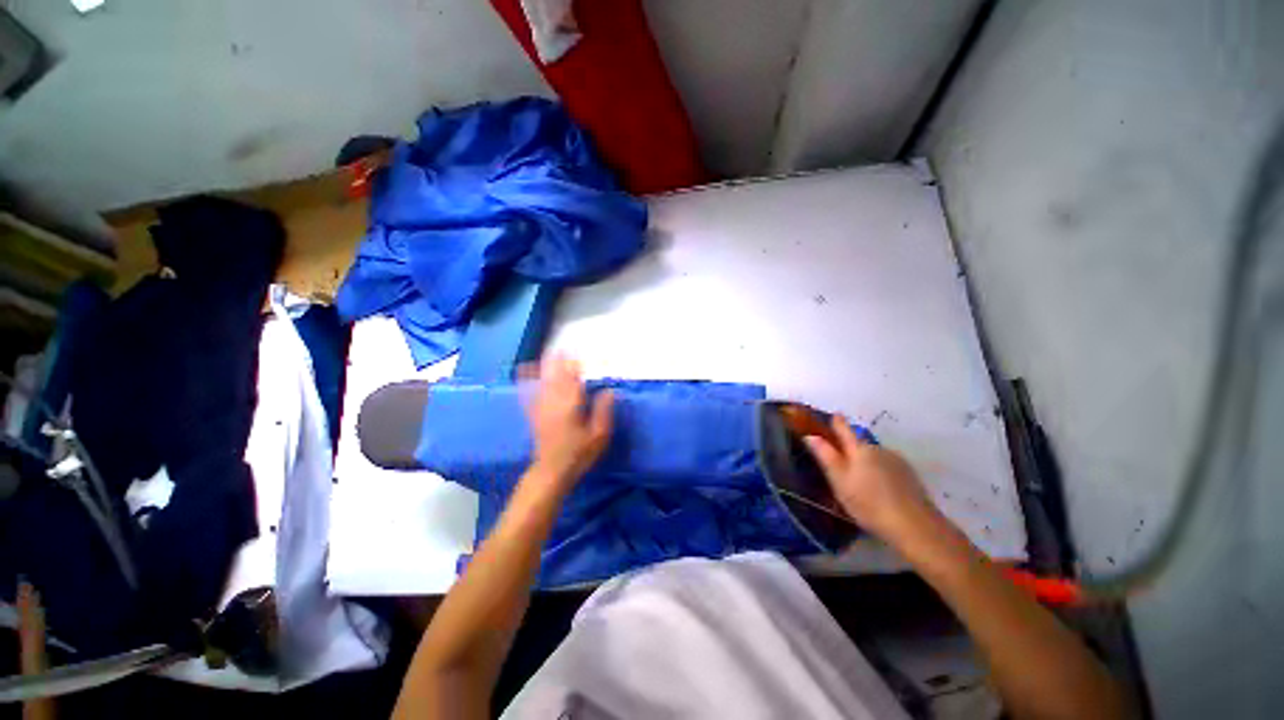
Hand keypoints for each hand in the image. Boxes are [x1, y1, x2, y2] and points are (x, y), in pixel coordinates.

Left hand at [521, 355, 613, 488]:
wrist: (552, 470)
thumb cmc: (579, 453)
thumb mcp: (599, 435)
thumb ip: (603, 411)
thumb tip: (608, 390)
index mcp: (571, 405)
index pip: (573, 380)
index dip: (574, 365)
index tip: (576, 353)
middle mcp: (554, 402)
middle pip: (556, 377)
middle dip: (559, 362)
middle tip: (561, 348)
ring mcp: (542, 408)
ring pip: (543, 382)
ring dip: (546, 367)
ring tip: (548, 354)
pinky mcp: (534, 414)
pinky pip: (530, 392)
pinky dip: (528, 380)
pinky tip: (524, 372)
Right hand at [804, 415, 941, 545]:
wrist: (914, 526)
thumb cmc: (868, 503)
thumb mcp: (839, 481)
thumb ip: (826, 456)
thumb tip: (810, 435)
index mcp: (859, 449)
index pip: (844, 429)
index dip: (837, 422)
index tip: (833, 415)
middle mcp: (879, 449)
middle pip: (860, 444)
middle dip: (850, 450)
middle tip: (841, 466)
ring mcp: (897, 461)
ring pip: (875, 457)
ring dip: (866, 463)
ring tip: (861, 484)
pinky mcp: (910, 476)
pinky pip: (888, 467)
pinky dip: (880, 473)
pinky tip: (879, 491)